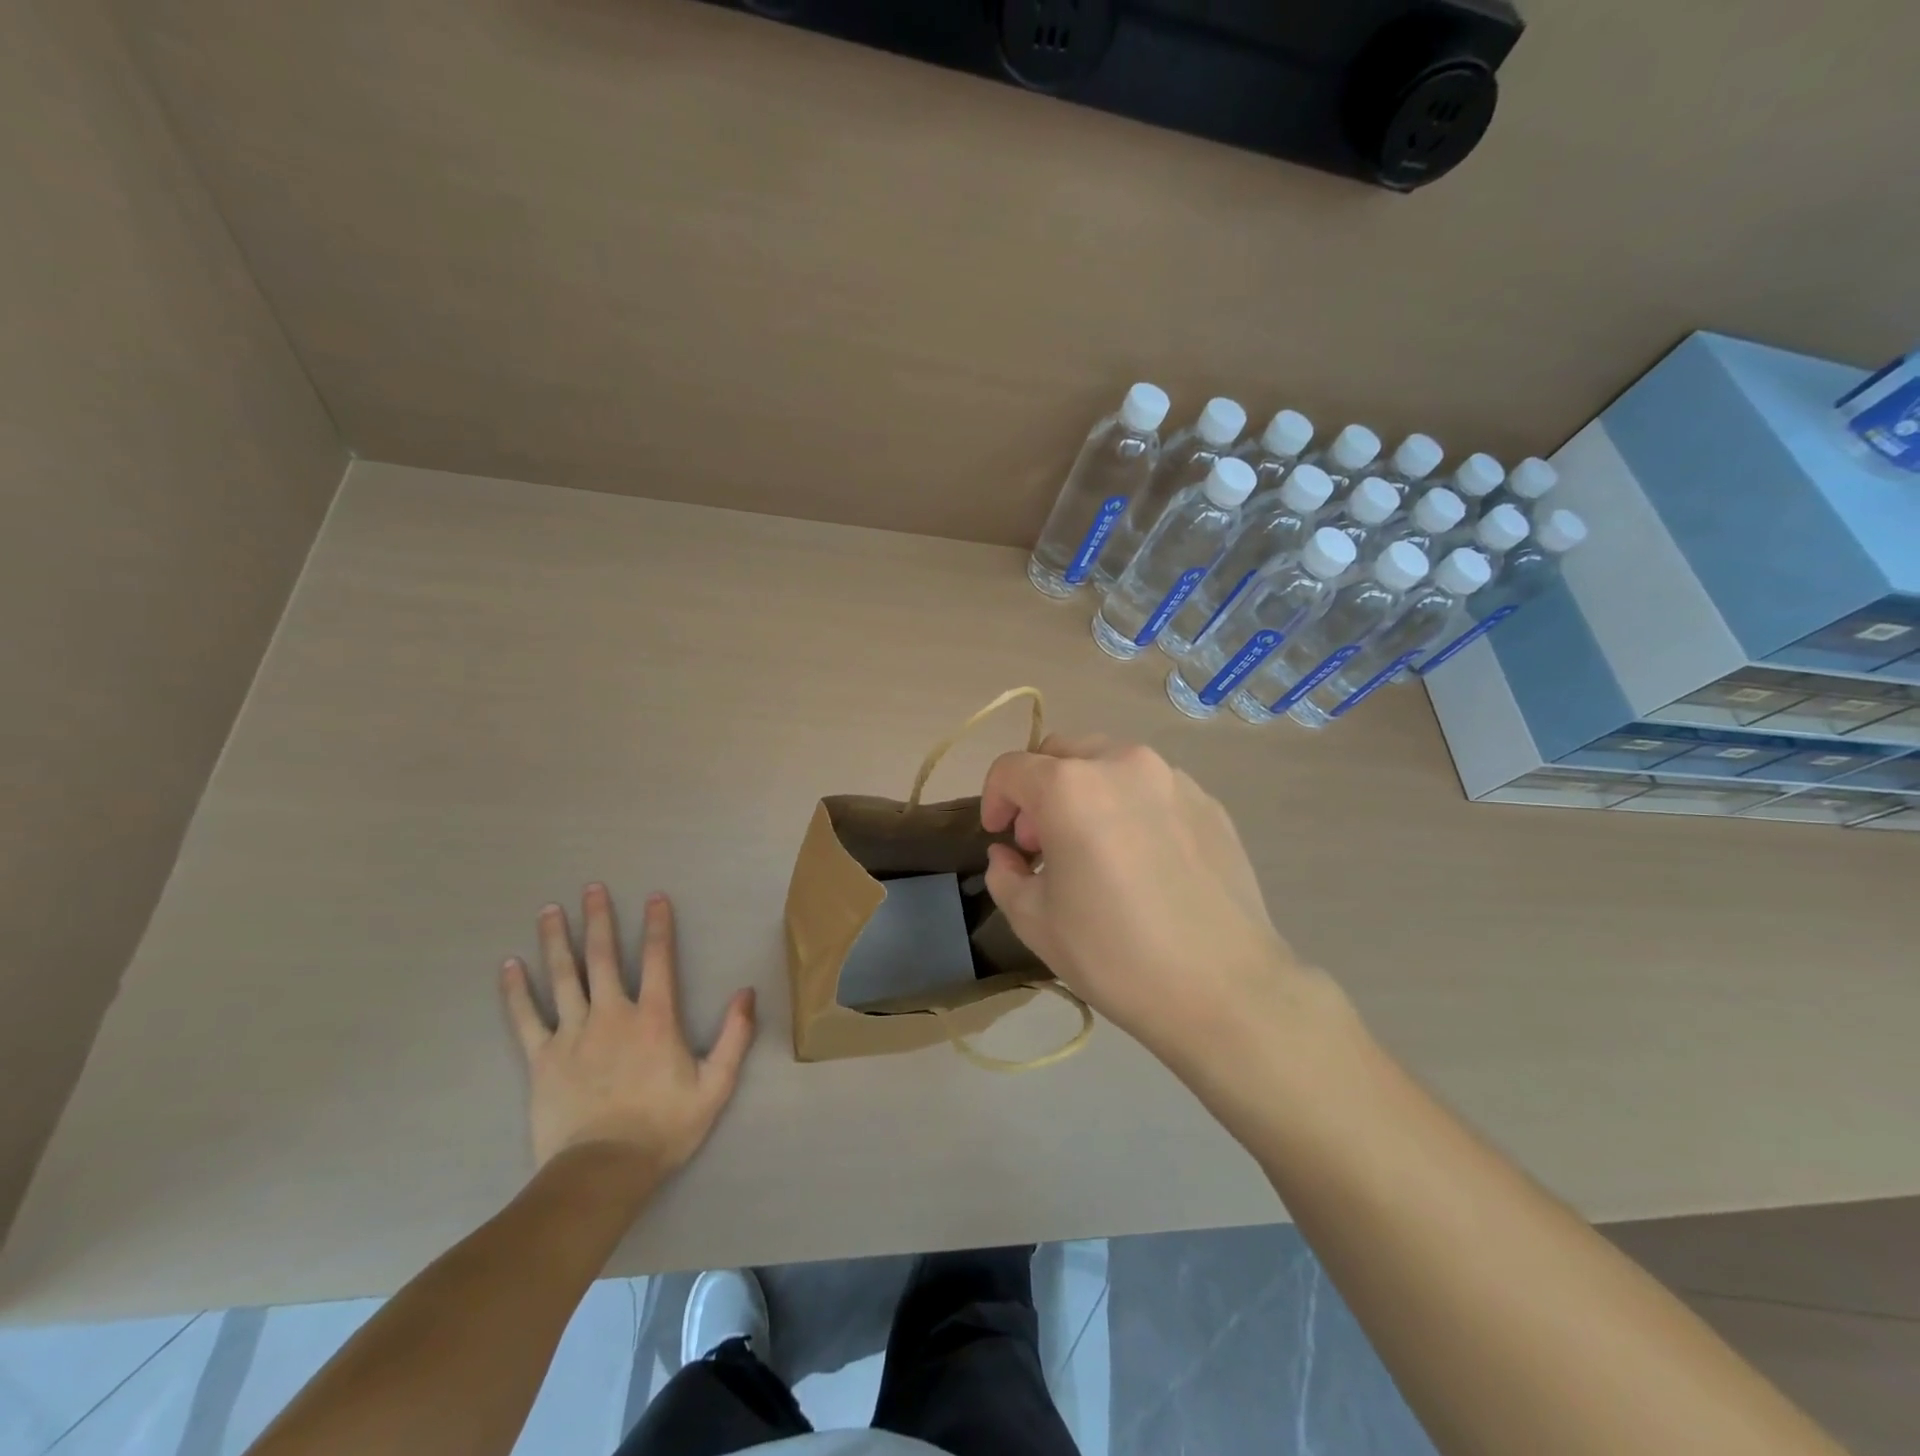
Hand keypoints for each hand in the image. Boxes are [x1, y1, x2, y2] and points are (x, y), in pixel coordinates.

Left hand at [500, 886, 755, 1172]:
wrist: (602, 1172)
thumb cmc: (663, 1127)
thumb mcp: (715, 1085)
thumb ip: (734, 1036)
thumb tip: (747, 993)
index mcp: (654, 1018)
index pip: (657, 959)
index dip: (657, 925)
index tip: (654, 897)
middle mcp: (612, 1014)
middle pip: (602, 957)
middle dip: (598, 919)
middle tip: (592, 888)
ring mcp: (572, 1034)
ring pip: (563, 977)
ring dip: (556, 940)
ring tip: (549, 910)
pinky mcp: (541, 1060)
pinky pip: (526, 1018)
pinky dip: (516, 991)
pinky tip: (509, 966)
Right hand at [980, 735, 1331, 1074]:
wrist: (1224, 989)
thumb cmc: (1115, 955)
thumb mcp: (1035, 921)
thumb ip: (1006, 875)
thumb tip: (1008, 856)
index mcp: (1071, 787)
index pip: (1012, 769)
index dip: (993, 798)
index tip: (999, 836)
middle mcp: (1123, 764)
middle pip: (1062, 752)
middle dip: (1039, 788)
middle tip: (1040, 840)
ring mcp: (1174, 779)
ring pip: (1110, 763)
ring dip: (1085, 792)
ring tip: (1092, 846)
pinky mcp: (1209, 803)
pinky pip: (1152, 788)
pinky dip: (1130, 806)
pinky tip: (1141, 859)